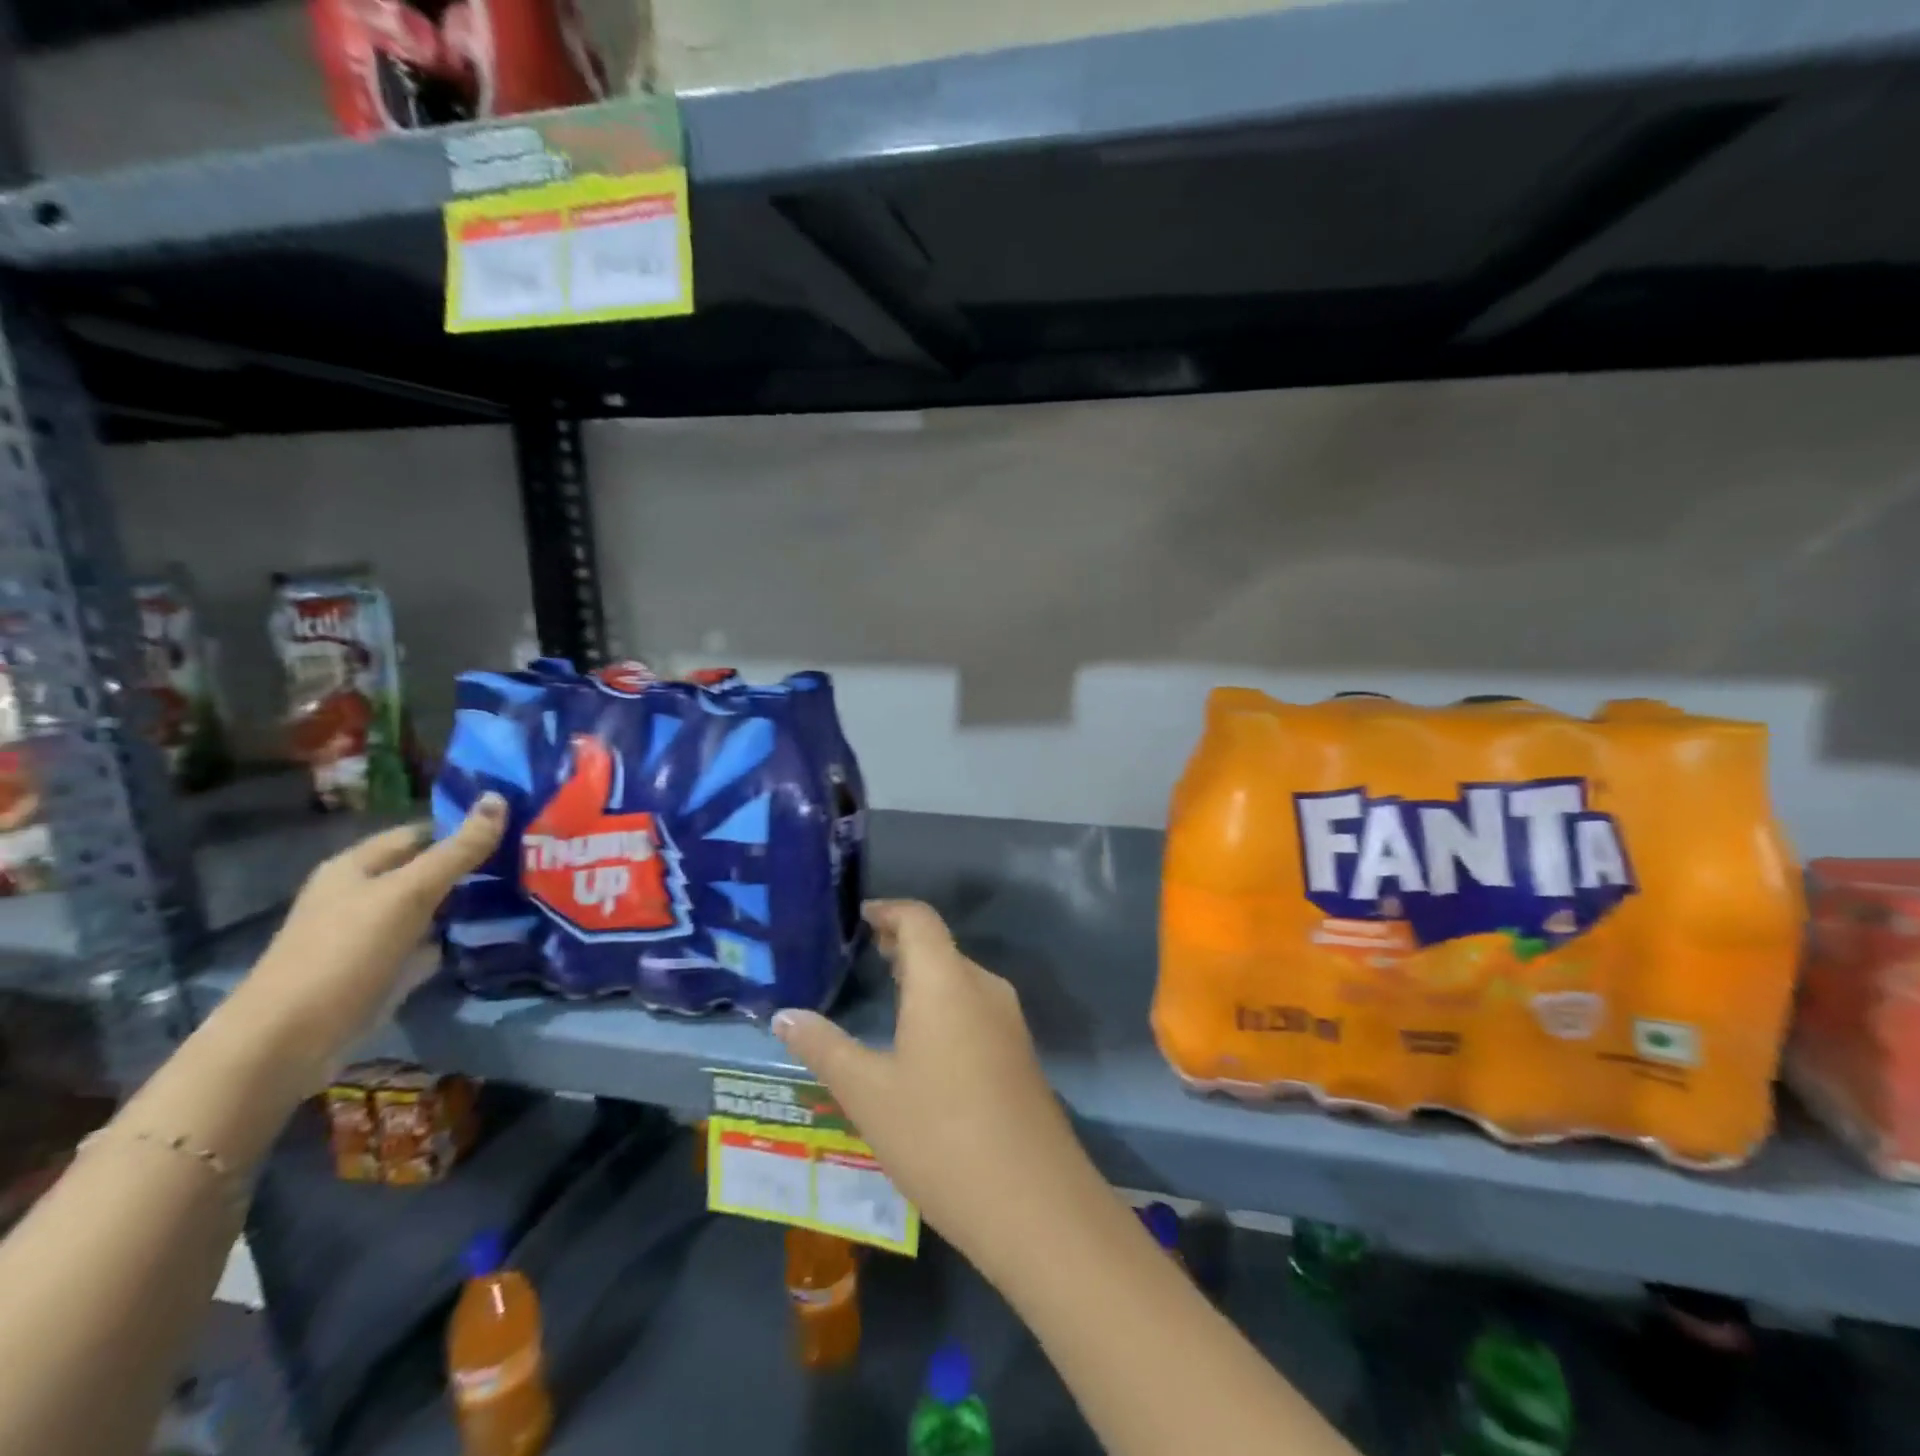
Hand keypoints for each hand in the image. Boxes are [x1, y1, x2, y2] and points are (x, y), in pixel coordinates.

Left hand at [228, 793, 506, 1083]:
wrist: (288, 1042)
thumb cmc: (345, 952)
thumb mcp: (408, 893)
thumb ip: (457, 850)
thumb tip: (499, 798)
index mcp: (355, 867)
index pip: (419, 834)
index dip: (462, 829)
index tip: (515, 830)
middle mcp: (359, 896)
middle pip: (425, 871)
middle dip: (471, 867)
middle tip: (528, 862)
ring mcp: (369, 936)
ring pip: (429, 909)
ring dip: (467, 905)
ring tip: (523, 894)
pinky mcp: (379, 971)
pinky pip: (426, 945)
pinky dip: (453, 940)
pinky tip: (491, 938)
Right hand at [773, 899, 1102, 1274]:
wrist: (1033, 1201)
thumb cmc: (938, 1134)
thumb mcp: (868, 1093)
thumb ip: (825, 1047)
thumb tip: (784, 1016)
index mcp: (946, 981)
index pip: (919, 919)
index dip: (889, 910)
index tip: (861, 916)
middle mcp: (983, 987)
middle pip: (941, 946)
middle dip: (903, 943)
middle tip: (865, 951)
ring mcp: (1008, 1020)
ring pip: (960, 977)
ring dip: (924, 974)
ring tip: (888, 989)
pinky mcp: (1019, 1052)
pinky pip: (975, 1006)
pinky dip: (944, 1001)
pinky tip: (923, 1038)